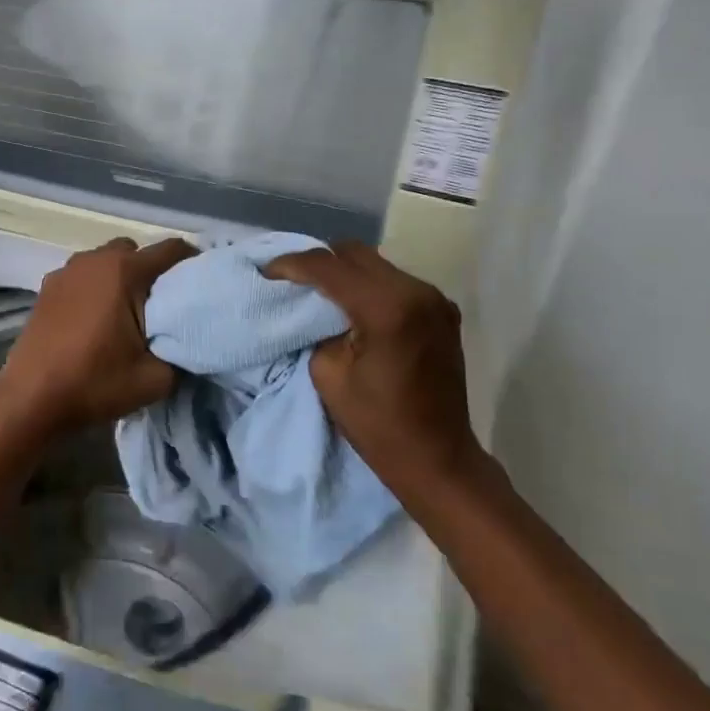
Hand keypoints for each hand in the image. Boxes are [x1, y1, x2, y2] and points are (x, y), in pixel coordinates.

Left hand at [0, 237, 196, 437]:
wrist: (30, 399)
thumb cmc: (95, 383)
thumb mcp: (156, 379)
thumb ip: (182, 354)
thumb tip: (186, 342)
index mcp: (124, 272)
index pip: (172, 249)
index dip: (192, 263)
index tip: (201, 285)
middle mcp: (94, 260)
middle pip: (136, 251)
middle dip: (152, 271)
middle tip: (161, 305)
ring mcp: (66, 271)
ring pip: (106, 261)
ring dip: (120, 278)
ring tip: (126, 313)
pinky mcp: (46, 287)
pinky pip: (82, 276)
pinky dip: (94, 288)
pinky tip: (94, 320)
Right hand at [265, 242, 500, 498]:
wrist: (437, 457)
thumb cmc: (377, 424)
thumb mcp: (328, 374)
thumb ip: (317, 329)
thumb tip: (312, 308)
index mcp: (386, 308)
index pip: (329, 267)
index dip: (292, 265)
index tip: (267, 272)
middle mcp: (416, 291)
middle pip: (355, 253)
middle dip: (319, 261)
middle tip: (291, 279)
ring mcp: (435, 298)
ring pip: (377, 263)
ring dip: (345, 271)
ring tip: (319, 290)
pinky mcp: (442, 310)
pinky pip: (396, 281)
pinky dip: (369, 285)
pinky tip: (353, 304)